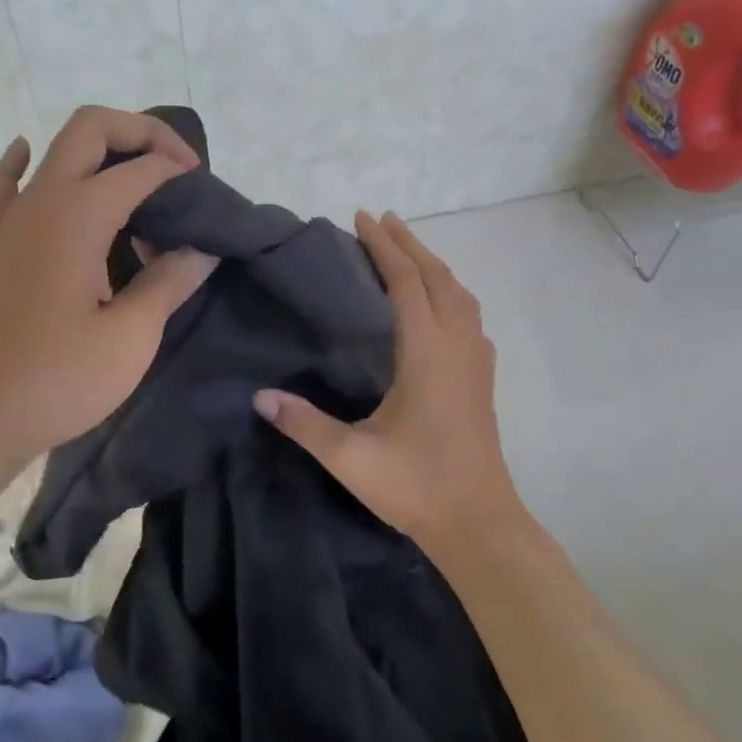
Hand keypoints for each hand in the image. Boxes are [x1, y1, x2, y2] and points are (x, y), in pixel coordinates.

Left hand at [0, 107, 218, 476]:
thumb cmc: (59, 379)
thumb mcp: (131, 336)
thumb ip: (170, 282)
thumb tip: (202, 250)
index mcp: (77, 214)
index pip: (142, 168)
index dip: (181, 174)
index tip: (209, 205)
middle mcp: (42, 200)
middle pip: (91, 128)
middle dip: (142, 133)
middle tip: (180, 169)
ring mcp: (14, 220)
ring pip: (57, 151)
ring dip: (103, 152)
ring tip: (142, 187)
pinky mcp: (1, 246)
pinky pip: (8, 186)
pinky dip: (22, 164)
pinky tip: (28, 155)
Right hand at [253, 212, 522, 548]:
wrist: (480, 524)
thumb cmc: (416, 486)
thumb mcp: (350, 458)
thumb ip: (304, 424)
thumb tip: (259, 397)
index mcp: (427, 353)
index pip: (406, 282)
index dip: (384, 247)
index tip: (362, 217)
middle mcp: (457, 347)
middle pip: (438, 278)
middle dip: (410, 244)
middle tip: (381, 220)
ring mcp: (476, 363)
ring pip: (460, 295)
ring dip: (434, 266)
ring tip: (409, 252)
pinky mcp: (482, 381)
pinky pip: (469, 316)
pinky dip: (451, 293)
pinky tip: (439, 307)